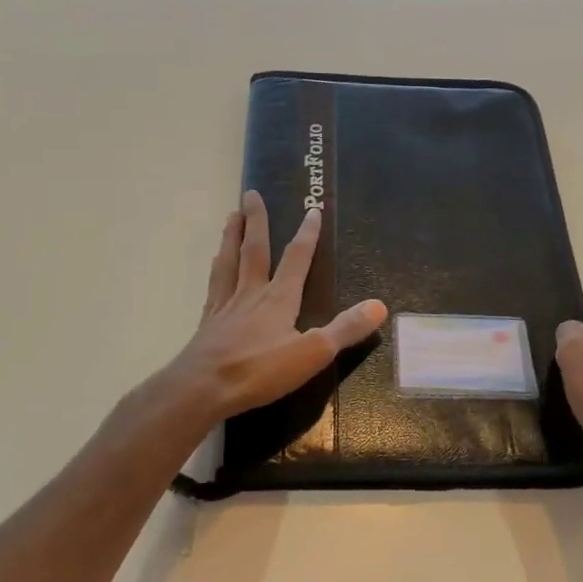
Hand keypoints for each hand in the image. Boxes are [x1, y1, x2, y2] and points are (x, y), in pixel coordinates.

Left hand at [168, 191, 388, 420]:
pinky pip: (215, 286)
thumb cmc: (260, 370)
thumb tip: (380, 305)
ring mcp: (226, 306)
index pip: (296, 258)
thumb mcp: (313, 353)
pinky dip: (217, 269)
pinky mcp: (208, 322)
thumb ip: (346, 329)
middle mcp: (251, 293)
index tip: (312, 209)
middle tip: (251, 193)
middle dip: (256, 221)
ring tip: (230, 217)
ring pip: (229, 262)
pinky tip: (215, 266)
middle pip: (255, 249)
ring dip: (231, 237)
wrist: (202, 388)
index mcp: (279, 298)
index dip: (307, 234)